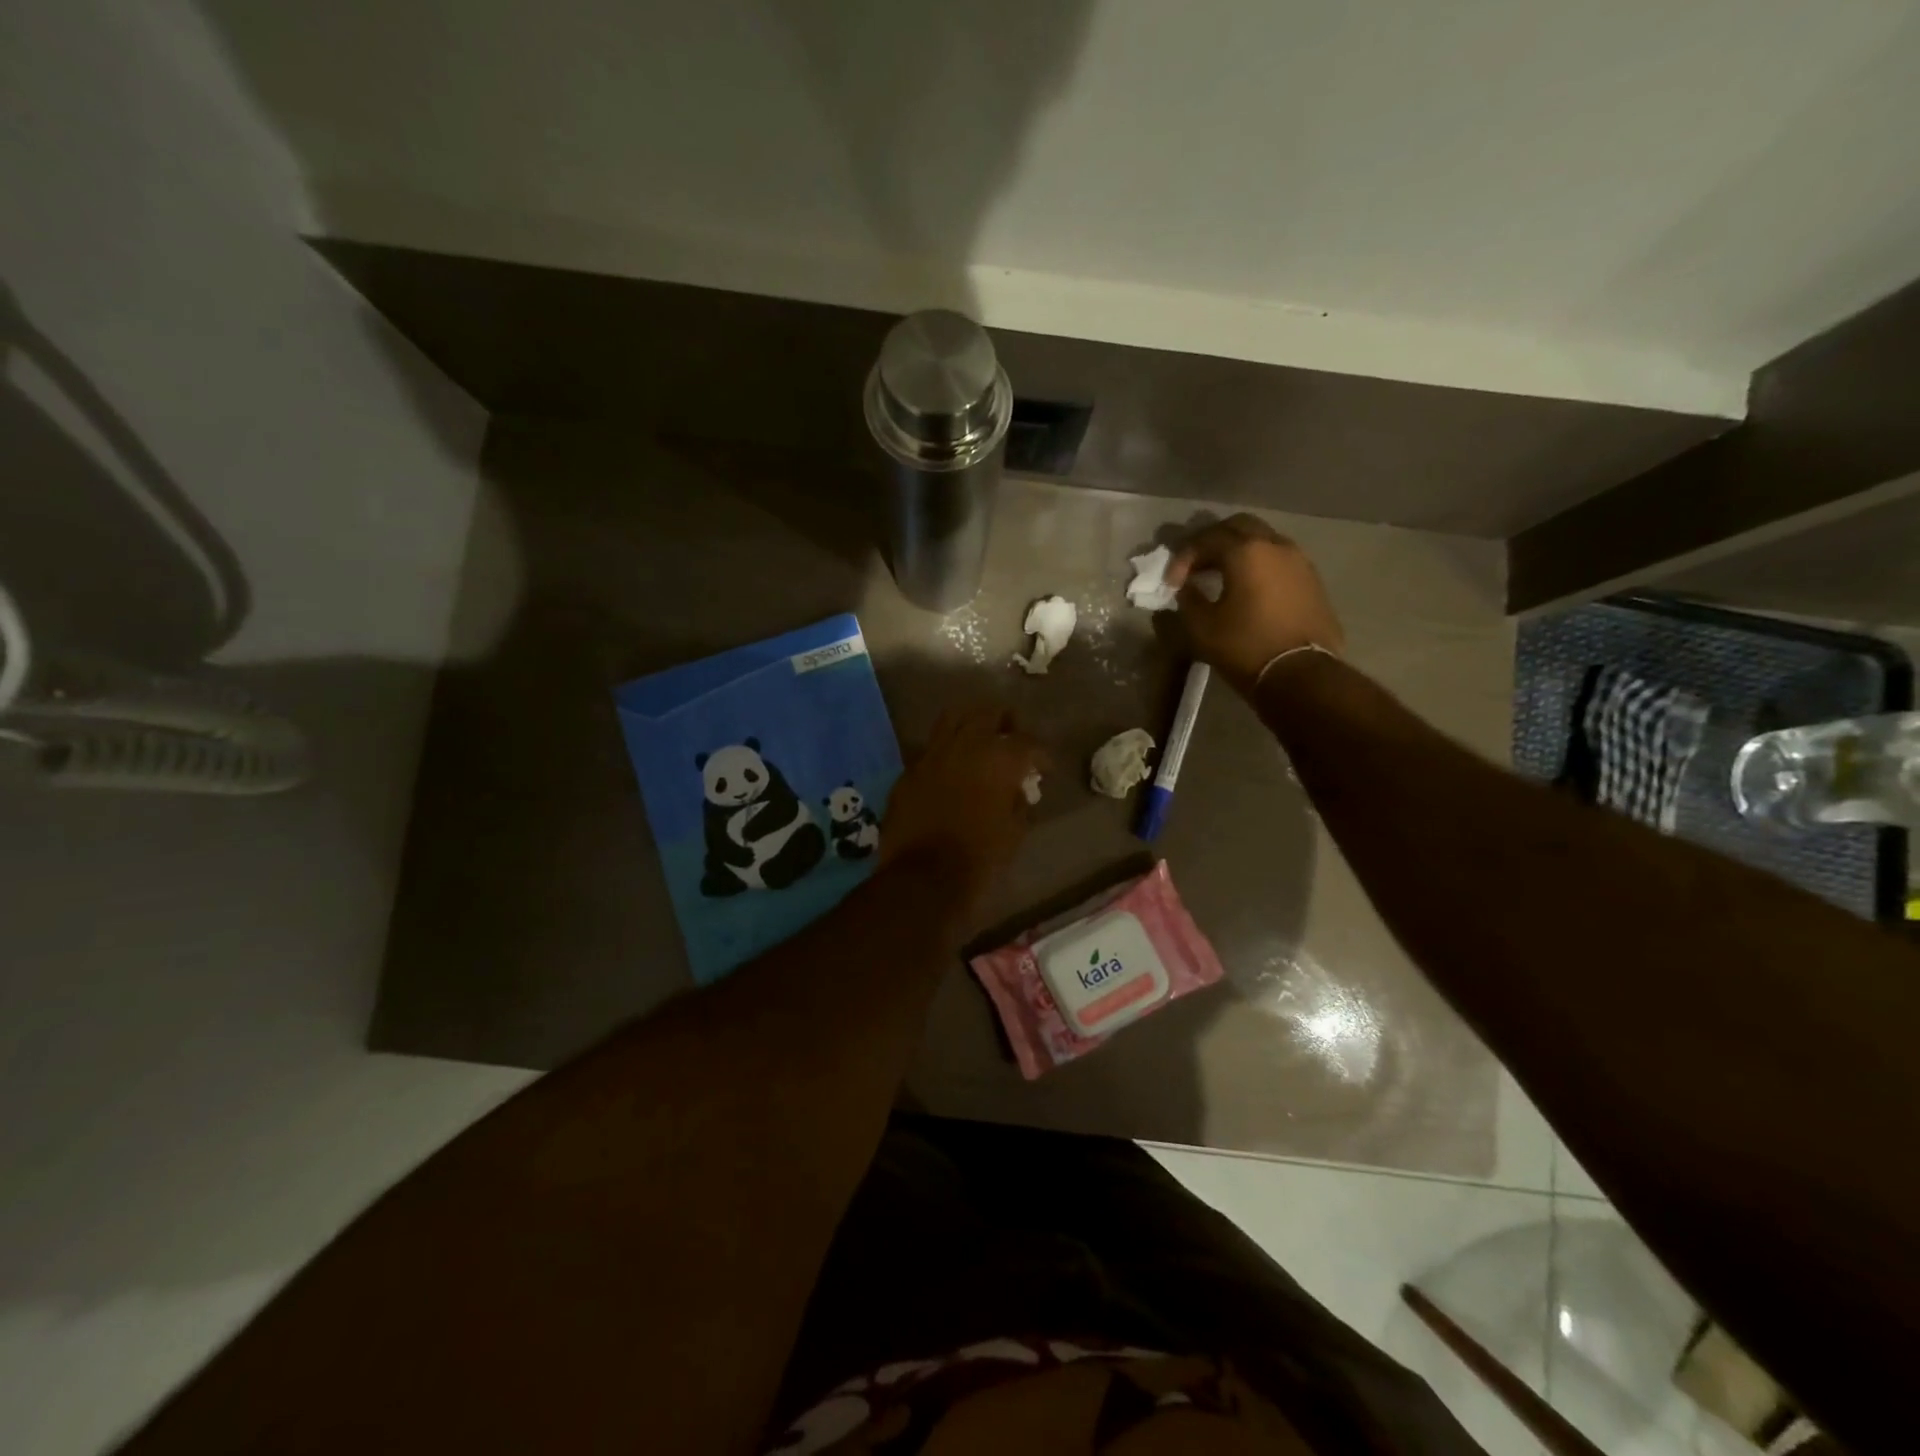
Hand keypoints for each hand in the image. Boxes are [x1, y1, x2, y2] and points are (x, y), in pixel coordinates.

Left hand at [881, 704, 1043, 909]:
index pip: (1027, 741)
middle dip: (1005, 723)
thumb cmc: (979, 859)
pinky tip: (950, 769)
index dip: (1040, 754)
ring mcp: (931, 755)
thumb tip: (1018, 789)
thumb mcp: (1014, 832)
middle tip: (1012, 740)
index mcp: (998, 758)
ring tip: (979, 740)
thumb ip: (1019, 801)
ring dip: (970, 724)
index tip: (1044, 768)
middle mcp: (965, 745)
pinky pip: (930, 749)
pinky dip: (945, 751)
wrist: (923, 879)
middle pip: (988, 713)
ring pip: (953, 718)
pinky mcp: (908, 771)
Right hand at [1166, 514, 1343, 694]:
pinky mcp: (1311, 580)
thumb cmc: (1245, 647)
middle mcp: (1275, 545)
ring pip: (1262, 540)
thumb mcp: (1202, 627)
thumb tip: (1185, 588)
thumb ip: (1188, 599)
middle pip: (1238, 526)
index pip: (1206, 538)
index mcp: (1246, 552)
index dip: (1183, 558)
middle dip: (1212, 542)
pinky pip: (1279, 559)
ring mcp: (1299, 561)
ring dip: (1238, 551)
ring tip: (1220, 577)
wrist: (1301, 675)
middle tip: (1195, 567)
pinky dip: (1258, 565)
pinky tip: (1248, 589)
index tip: (1171, 584)